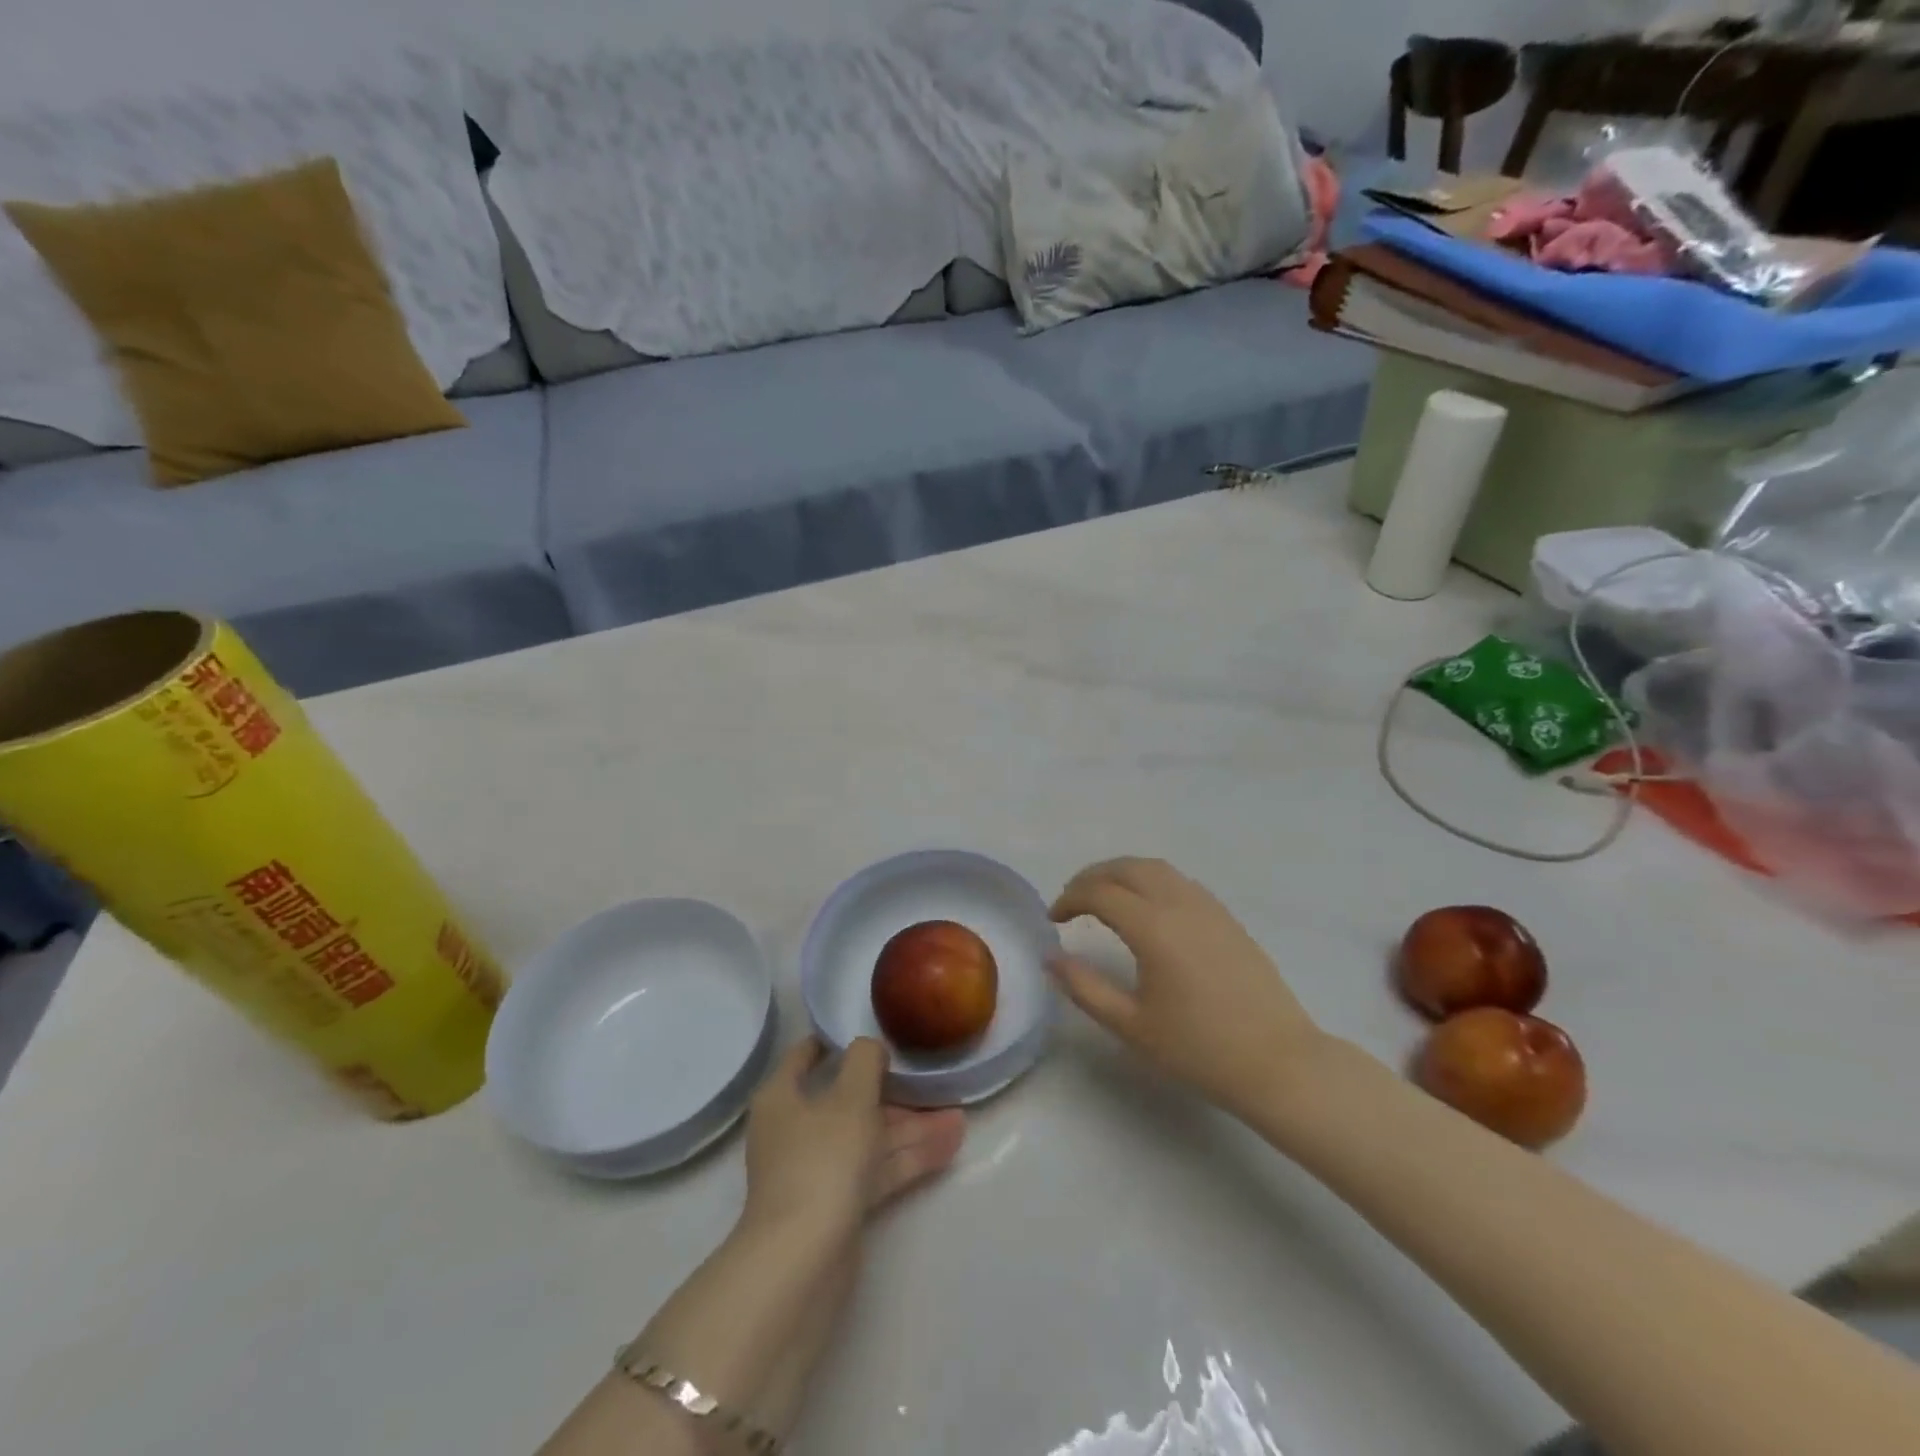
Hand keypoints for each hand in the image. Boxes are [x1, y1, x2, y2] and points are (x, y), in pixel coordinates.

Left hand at [741, 1037, 966, 1241]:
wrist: (802, 1262)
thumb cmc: (821, 1159)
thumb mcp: (849, 1096)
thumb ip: (864, 1060)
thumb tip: (870, 1048)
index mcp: (783, 1097)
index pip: (806, 1056)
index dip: (836, 1040)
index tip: (873, 1031)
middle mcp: (796, 1129)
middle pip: (849, 1100)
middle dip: (895, 1093)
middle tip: (933, 1082)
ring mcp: (818, 1169)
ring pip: (869, 1137)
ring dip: (912, 1128)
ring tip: (959, 1118)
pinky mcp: (839, 1204)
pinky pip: (877, 1170)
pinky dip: (909, 1158)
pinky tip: (949, 1147)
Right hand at [1049, 857, 1326, 1119]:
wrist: (1278, 1063)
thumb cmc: (1199, 1049)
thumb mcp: (1131, 1026)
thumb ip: (1085, 987)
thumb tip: (1051, 957)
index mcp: (1153, 927)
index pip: (1099, 892)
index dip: (1069, 899)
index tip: (1053, 920)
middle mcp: (1179, 904)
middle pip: (1127, 868)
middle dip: (1092, 877)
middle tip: (1072, 901)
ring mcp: (1208, 907)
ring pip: (1156, 868)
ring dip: (1123, 873)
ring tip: (1105, 898)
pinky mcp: (1227, 918)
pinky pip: (1180, 881)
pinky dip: (1151, 881)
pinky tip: (1147, 910)